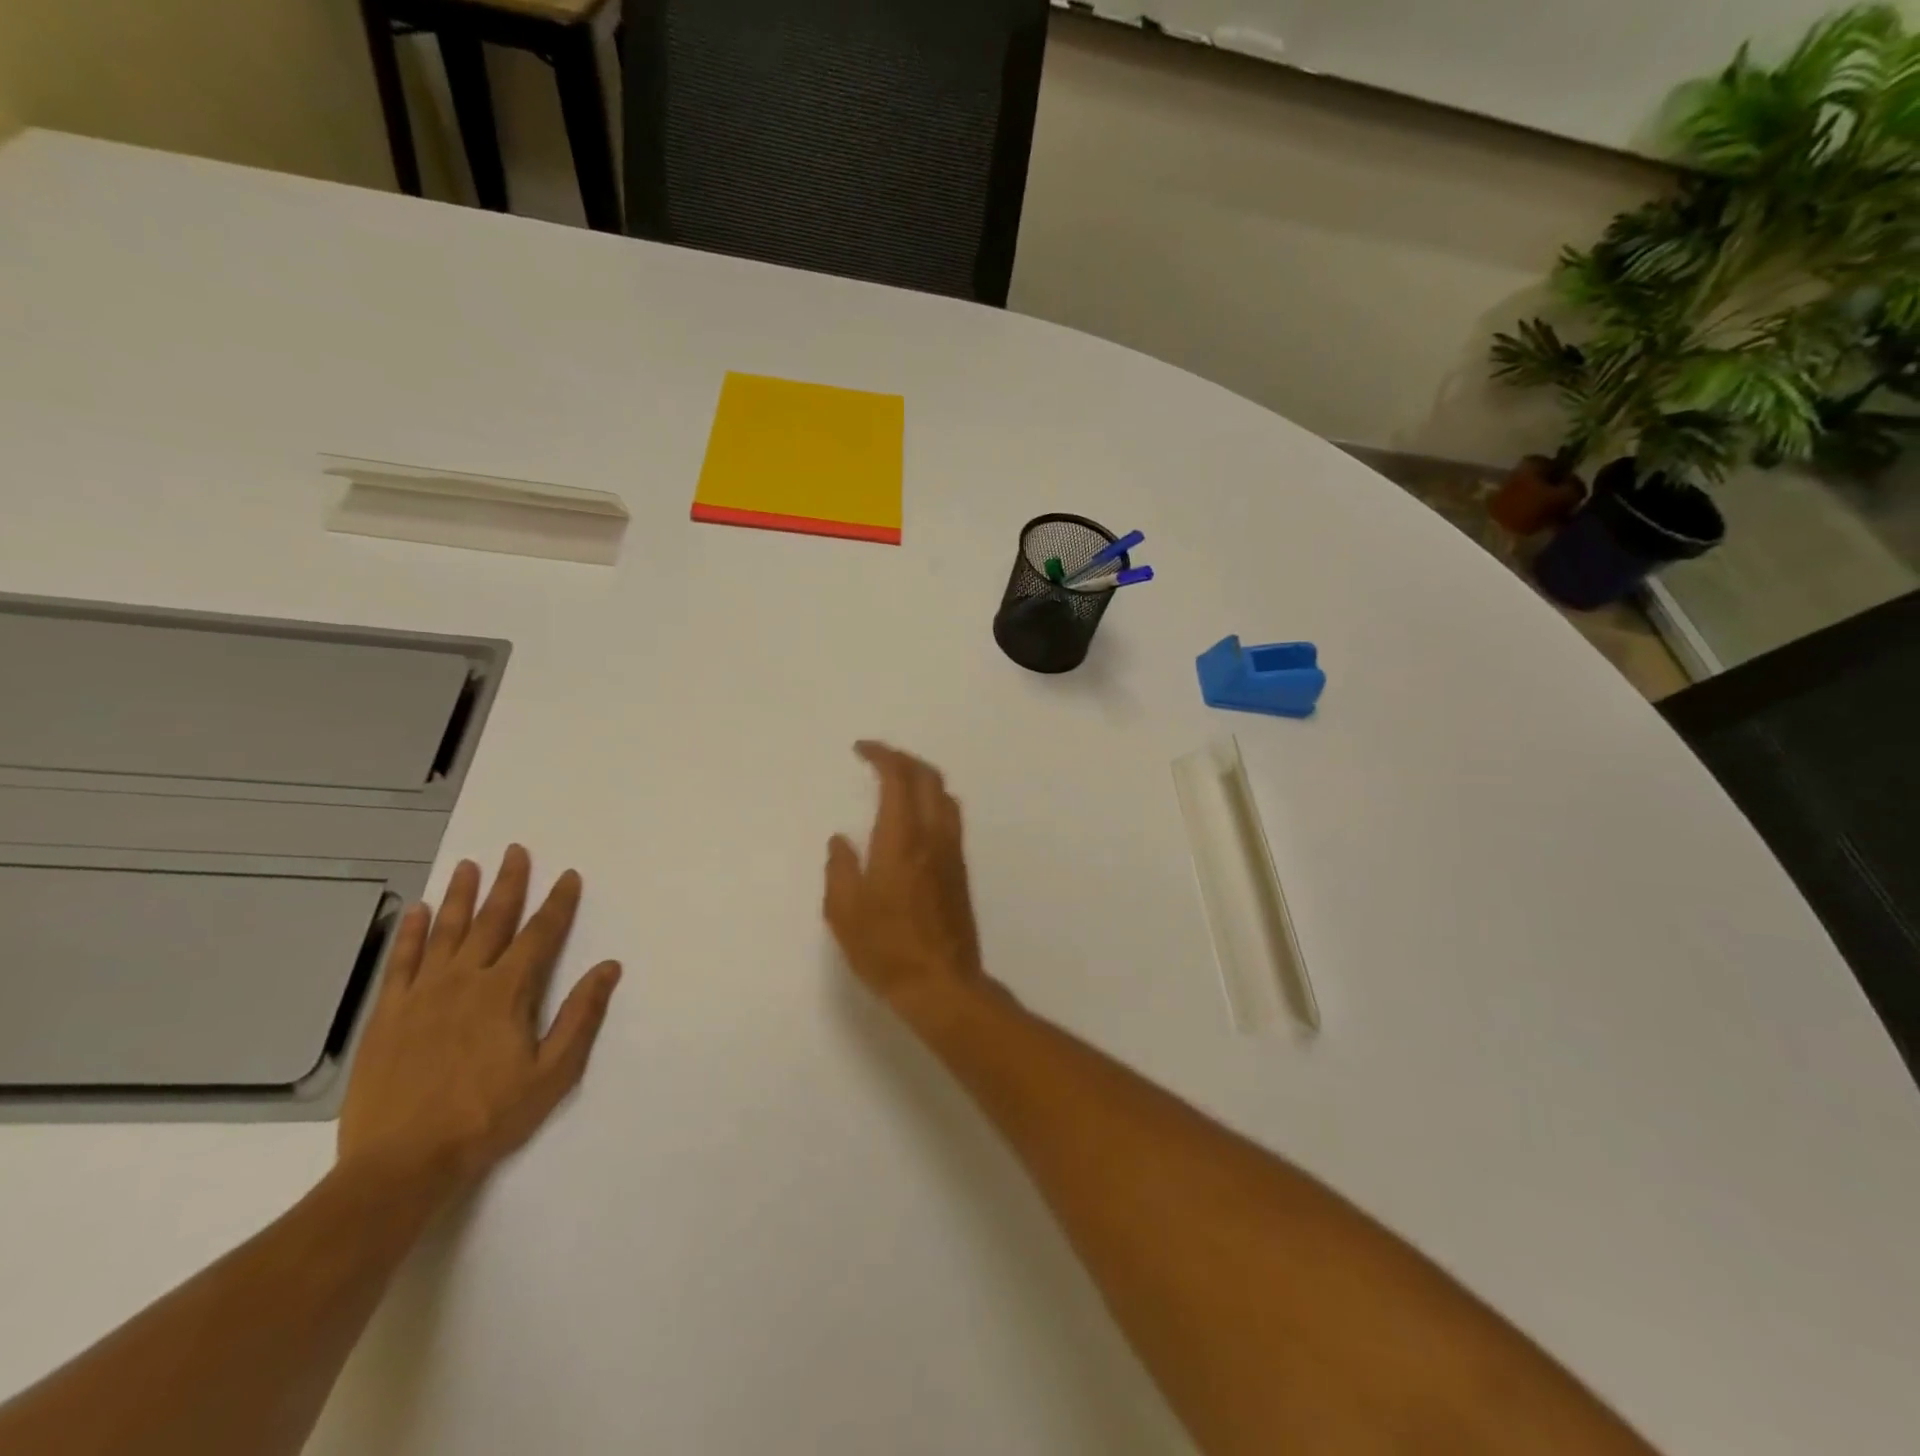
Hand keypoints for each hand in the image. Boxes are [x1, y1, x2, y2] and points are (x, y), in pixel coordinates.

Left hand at [338, 846, 622, 1201]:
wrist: (400, 1164)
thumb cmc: (487, 1117)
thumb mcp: (552, 1073)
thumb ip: (580, 1016)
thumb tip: (608, 967)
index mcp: (507, 993)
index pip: (540, 935)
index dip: (558, 904)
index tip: (568, 876)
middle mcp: (465, 981)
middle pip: (492, 921)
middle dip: (509, 883)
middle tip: (515, 851)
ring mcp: (421, 995)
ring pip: (446, 932)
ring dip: (461, 896)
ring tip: (469, 865)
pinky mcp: (387, 1015)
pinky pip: (401, 962)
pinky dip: (412, 934)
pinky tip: (419, 911)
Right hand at [824, 742, 989, 1024]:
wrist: (942, 984)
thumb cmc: (886, 949)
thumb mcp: (844, 912)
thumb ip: (840, 869)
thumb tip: (841, 841)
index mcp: (902, 840)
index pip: (899, 778)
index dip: (882, 755)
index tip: (861, 749)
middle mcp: (933, 837)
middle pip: (929, 778)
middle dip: (904, 759)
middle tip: (879, 759)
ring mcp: (952, 853)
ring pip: (945, 797)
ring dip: (922, 778)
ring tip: (898, 782)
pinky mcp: (960, 871)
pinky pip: (950, 818)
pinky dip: (932, 801)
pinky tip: (915, 818)